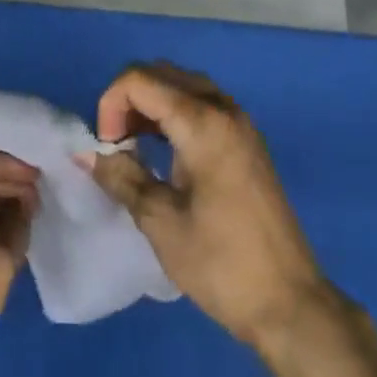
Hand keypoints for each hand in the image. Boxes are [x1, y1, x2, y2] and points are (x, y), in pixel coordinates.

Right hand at [81, 63, 334, 348]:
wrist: (289, 302)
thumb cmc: (221, 263)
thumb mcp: (161, 221)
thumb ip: (122, 177)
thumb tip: (87, 154)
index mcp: (203, 123)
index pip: (140, 80)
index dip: (110, 105)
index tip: (108, 149)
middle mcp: (223, 109)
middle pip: (161, 74)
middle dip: (128, 100)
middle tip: (117, 145)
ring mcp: (240, 122)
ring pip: (182, 85)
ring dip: (151, 105)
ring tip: (135, 148)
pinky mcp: (246, 140)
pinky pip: (202, 104)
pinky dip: (174, 114)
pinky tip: (165, 153)